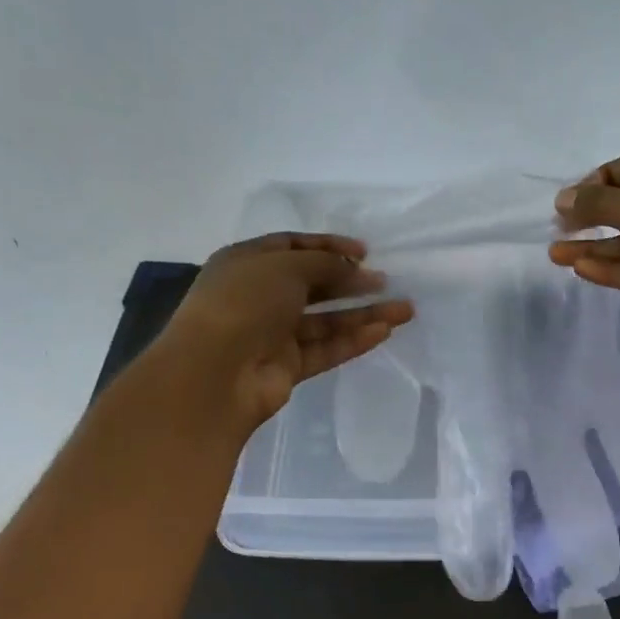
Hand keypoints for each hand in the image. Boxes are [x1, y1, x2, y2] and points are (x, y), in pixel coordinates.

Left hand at [162, 233, 414, 429]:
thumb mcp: (285, 267)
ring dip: (363, 313)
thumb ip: (326, 264)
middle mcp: (259, 296)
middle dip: (351, 281)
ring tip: (404, 309)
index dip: (329, 246)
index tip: (364, 251)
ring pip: (326, 320)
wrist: (215, 372)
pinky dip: (353, 340)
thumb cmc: (244, 303)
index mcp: (246, 263)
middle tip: (386, 280)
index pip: (292, 247)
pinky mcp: (287, 367)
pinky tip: (384, 331)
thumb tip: (356, 270)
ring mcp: (273, 334)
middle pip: (313, 285)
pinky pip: (326, 348)